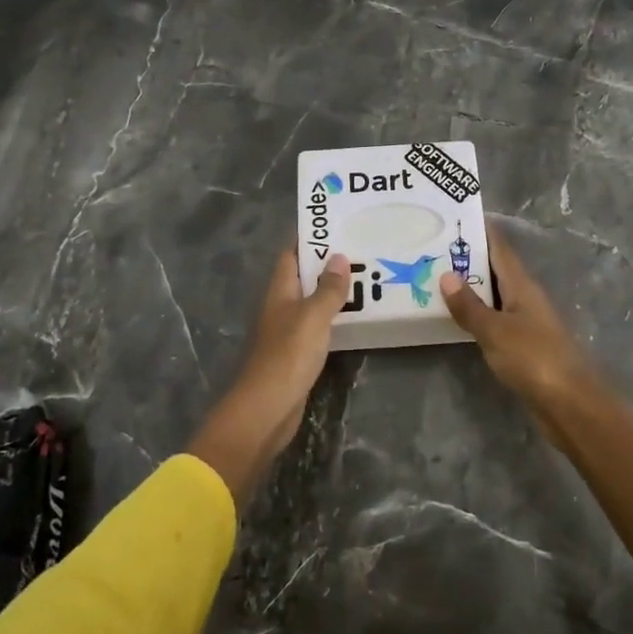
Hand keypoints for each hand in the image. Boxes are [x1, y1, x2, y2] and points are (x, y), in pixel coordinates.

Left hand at [185, 249, 350, 504]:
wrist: (267, 409)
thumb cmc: (288, 356)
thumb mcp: (313, 317)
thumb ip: (328, 289)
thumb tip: (338, 256)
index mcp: (280, 291)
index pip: (291, 255)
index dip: (309, 239)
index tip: (335, 224)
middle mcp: (281, 306)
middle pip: (303, 277)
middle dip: (327, 263)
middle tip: (361, 248)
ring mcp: (288, 331)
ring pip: (312, 301)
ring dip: (333, 291)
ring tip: (366, 277)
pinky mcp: (298, 353)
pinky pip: (318, 325)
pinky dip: (334, 317)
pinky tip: (356, 316)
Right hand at [446, 225, 632, 613]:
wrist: (570, 405)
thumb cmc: (534, 359)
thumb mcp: (495, 331)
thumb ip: (469, 305)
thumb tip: (447, 274)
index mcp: (522, 286)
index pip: (500, 247)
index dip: (481, 230)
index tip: (456, 216)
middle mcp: (526, 298)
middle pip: (495, 269)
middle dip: (469, 258)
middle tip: (433, 248)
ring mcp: (526, 322)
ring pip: (494, 295)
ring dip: (471, 287)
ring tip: (437, 278)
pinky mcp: (524, 346)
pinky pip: (495, 320)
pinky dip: (477, 314)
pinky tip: (457, 318)